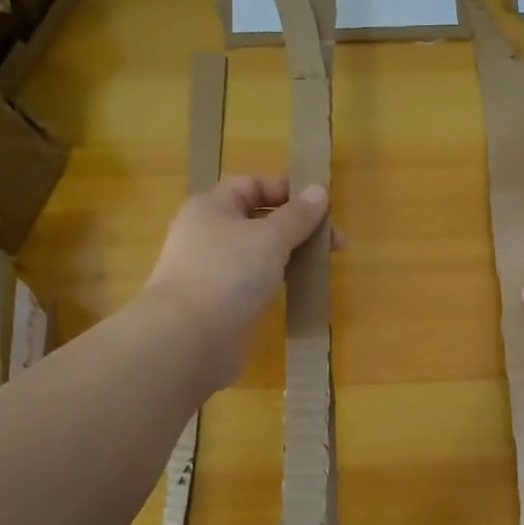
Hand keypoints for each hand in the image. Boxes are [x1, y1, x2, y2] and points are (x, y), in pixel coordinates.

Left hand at [144, 175, 331, 384]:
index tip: (322, 206)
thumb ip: (297, 215)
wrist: (188, 339)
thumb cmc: (228, 274)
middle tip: (335, 243)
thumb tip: (318, 190)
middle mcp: (209, 234)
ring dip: (291, 254)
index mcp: (212, 207)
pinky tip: (299, 289)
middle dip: (298, 226)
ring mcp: (213, 270)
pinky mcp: (221, 303)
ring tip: (322, 267)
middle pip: (258, 219)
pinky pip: (255, 282)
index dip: (286, 189)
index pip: (252, 185)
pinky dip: (278, 281)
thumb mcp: (270, 237)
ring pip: (259, 253)